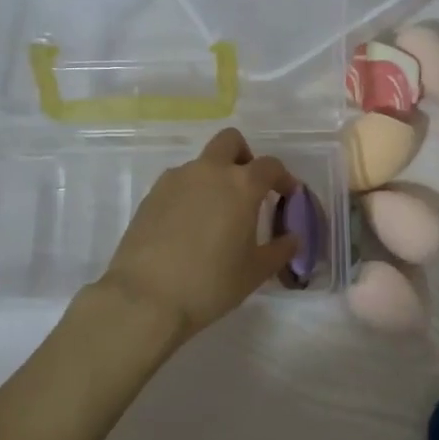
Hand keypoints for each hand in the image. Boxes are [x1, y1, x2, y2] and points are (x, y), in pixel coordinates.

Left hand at [95, 127, 299, 343]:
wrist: (146, 298)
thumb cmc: (211, 283)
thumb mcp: (255, 272)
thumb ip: (280, 250)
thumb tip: (293, 238)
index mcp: (241, 185)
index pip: (270, 166)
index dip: (283, 178)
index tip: (288, 195)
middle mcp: (209, 172)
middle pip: (230, 142)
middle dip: (244, 157)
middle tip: (248, 188)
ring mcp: (176, 180)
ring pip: (202, 163)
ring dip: (214, 177)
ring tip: (216, 215)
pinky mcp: (151, 195)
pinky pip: (179, 183)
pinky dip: (191, 194)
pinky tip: (189, 227)